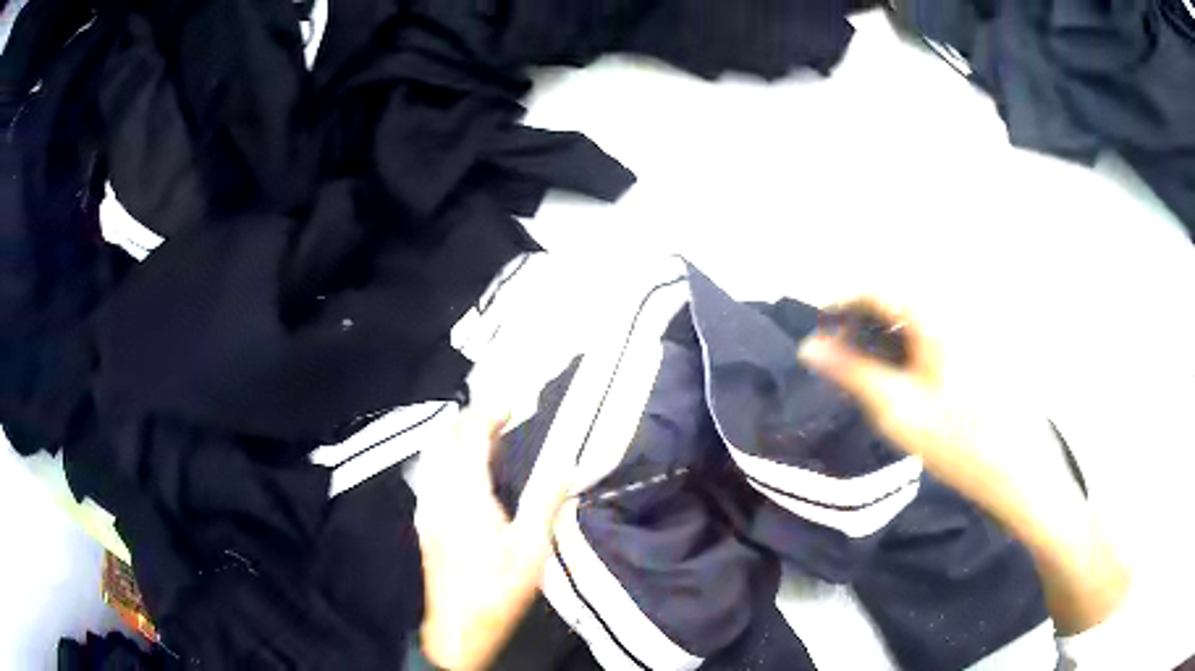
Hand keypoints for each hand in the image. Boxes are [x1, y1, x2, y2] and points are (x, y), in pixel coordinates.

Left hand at [416, 409, 569, 668]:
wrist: (458, 629)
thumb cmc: (497, 591)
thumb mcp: (532, 551)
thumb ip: (545, 503)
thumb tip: (563, 466)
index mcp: (466, 495)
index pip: (469, 436)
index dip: (488, 413)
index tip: (511, 405)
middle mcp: (440, 494)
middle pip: (444, 438)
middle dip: (468, 420)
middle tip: (500, 419)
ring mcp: (428, 508)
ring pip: (434, 456)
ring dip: (457, 439)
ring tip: (489, 442)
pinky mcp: (426, 523)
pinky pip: (432, 475)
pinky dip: (449, 460)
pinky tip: (469, 476)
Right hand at [798, 297, 1127, 634]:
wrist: (1019, 473)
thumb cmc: (959, 444)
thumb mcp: (899, 411)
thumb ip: (853, 373)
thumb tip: (811, 347)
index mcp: (936, 316)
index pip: (877, 286)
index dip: (841, 302)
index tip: (818, 329)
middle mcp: (956, 309)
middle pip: (899, 295)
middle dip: (863, 317)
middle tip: (841, 354)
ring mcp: (973, 327)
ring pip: (919, 312)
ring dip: (888, 330)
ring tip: (870, 367)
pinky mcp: (982, 346)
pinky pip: (938, 329)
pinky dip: (913, 342)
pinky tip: (909, 376)